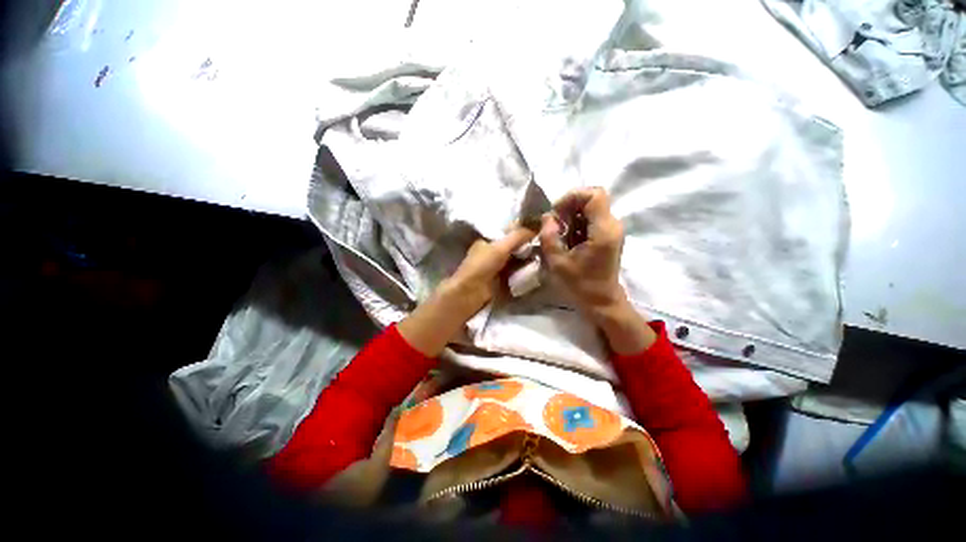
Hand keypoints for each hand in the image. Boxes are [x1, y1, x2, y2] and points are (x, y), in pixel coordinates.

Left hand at [445, 227, 536, 316]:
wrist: (471, 293)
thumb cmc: (482, 265)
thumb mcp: (500, 247)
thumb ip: (517, 236)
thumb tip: (536, 227)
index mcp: (488, 241)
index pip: (508, 233)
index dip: (522, 232)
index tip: (539, 232)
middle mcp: (492, 253)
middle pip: (514, 248)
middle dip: (528, 247)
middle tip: (545, 246)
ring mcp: (497, 268)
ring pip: (517, 261)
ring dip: (528, 261)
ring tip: (544, 258)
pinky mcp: (502, 281)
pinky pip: (517, 274)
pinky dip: (525, 272)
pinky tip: (537, 271)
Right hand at [539, 187, 624, 313]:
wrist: (601, 301)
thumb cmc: (580, 285)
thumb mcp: (558, 262)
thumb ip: (549, 236)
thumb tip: (547, 217)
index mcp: (603, 230)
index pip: (594, 194)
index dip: (572, 197)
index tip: (556, 213)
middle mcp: (612, 225)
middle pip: (592, 198)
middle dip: (569, 206)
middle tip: (554, 224)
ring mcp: (612, 230)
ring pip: (591, 207)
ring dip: (572, 215)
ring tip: (559, 233)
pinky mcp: (608, 235)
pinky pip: (591, 219)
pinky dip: (576, 223)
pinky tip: (567, 238)